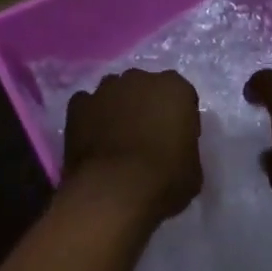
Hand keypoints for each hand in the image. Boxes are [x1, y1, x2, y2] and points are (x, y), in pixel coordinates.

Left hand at [63, 69, 202, 221]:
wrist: (113, 192)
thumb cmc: (163, 180)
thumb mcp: (193, 171)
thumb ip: (186, 148)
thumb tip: (175, 150)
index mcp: (174, 88)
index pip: (182, 96)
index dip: (180, 117)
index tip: (178, 140)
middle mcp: (140, 78)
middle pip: (146, 88)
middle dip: (147, 106)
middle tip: (146, 137)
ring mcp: (106, 88)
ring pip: (115, 92)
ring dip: (117, 108)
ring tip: (116, 139)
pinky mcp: (79, 104)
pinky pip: (87, 105)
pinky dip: (90, 117)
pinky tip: (92, 140)